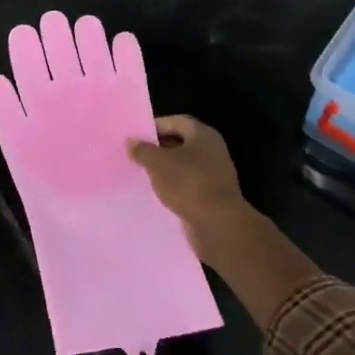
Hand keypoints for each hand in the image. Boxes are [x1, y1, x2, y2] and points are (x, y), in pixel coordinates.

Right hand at [128, 116, 321, 328]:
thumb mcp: (160, 166)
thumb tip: (131, 144)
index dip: (153, 126)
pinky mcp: (213, 204)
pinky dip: (171, 193)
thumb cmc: (192, 190)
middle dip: (157, 151)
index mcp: (203, 136)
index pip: (175, 122)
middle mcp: (212, 153)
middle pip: (179, 145)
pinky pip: (186, 191)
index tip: (132, 137)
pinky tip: (151, 201)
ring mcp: (215, 180)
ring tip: (135, 180)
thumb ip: (144, 152)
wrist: (224, 232)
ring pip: (182, 170)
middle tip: (129, 159)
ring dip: (163, 174)